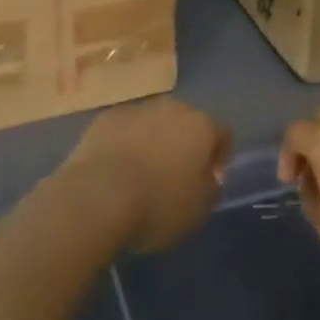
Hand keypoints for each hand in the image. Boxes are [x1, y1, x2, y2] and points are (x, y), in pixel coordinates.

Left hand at [59, 98, 231, 252]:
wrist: (97, 197)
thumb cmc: (157, 205)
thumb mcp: (198, 211)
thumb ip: (210, 189)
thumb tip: (209, 178)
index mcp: (201, 126)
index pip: (222, 134)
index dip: (219, 157)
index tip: (209, 181)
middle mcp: (173, 108)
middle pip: (187, 122)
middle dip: (184, 145)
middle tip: (175, 176)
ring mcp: (137, 109)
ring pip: (154, 123)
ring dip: (154, 142)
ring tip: (142, 175)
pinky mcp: (106, 118)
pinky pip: (125, 129)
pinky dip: (125, 143)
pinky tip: (116, 170)